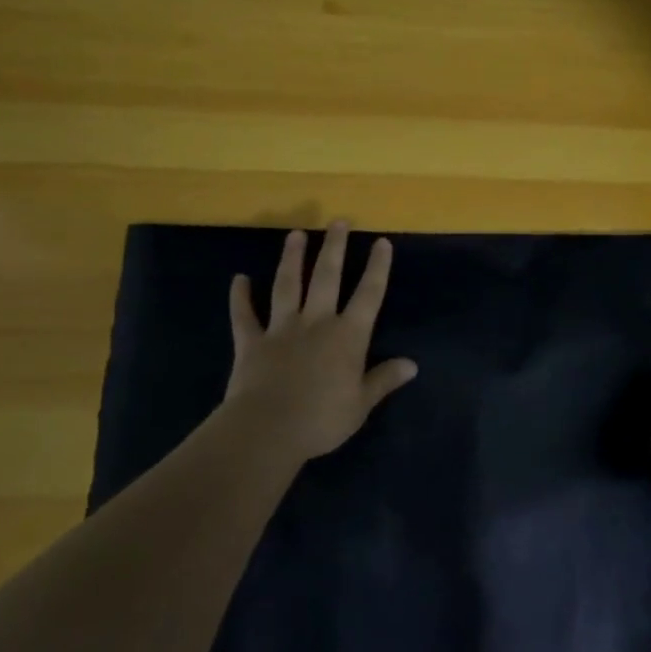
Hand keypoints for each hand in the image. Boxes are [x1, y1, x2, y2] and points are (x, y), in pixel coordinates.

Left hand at [221, 222, 417, 466]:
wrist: (267, 429)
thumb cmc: (321, 419)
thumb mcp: (361, 404)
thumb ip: (383, 380)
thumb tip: (412, 364)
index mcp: (348, 337)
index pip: (369, 295)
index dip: (377, 268)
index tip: (382, 242)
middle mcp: (316, 323)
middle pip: (327, 278)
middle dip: (335, 248)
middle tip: (338, 221)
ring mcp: (281, 329)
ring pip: (287, 286)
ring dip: (292, 259)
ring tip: (295, 234)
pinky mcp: (251, 343)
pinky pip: (244, 316)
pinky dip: (240, 297)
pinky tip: (238, 279)